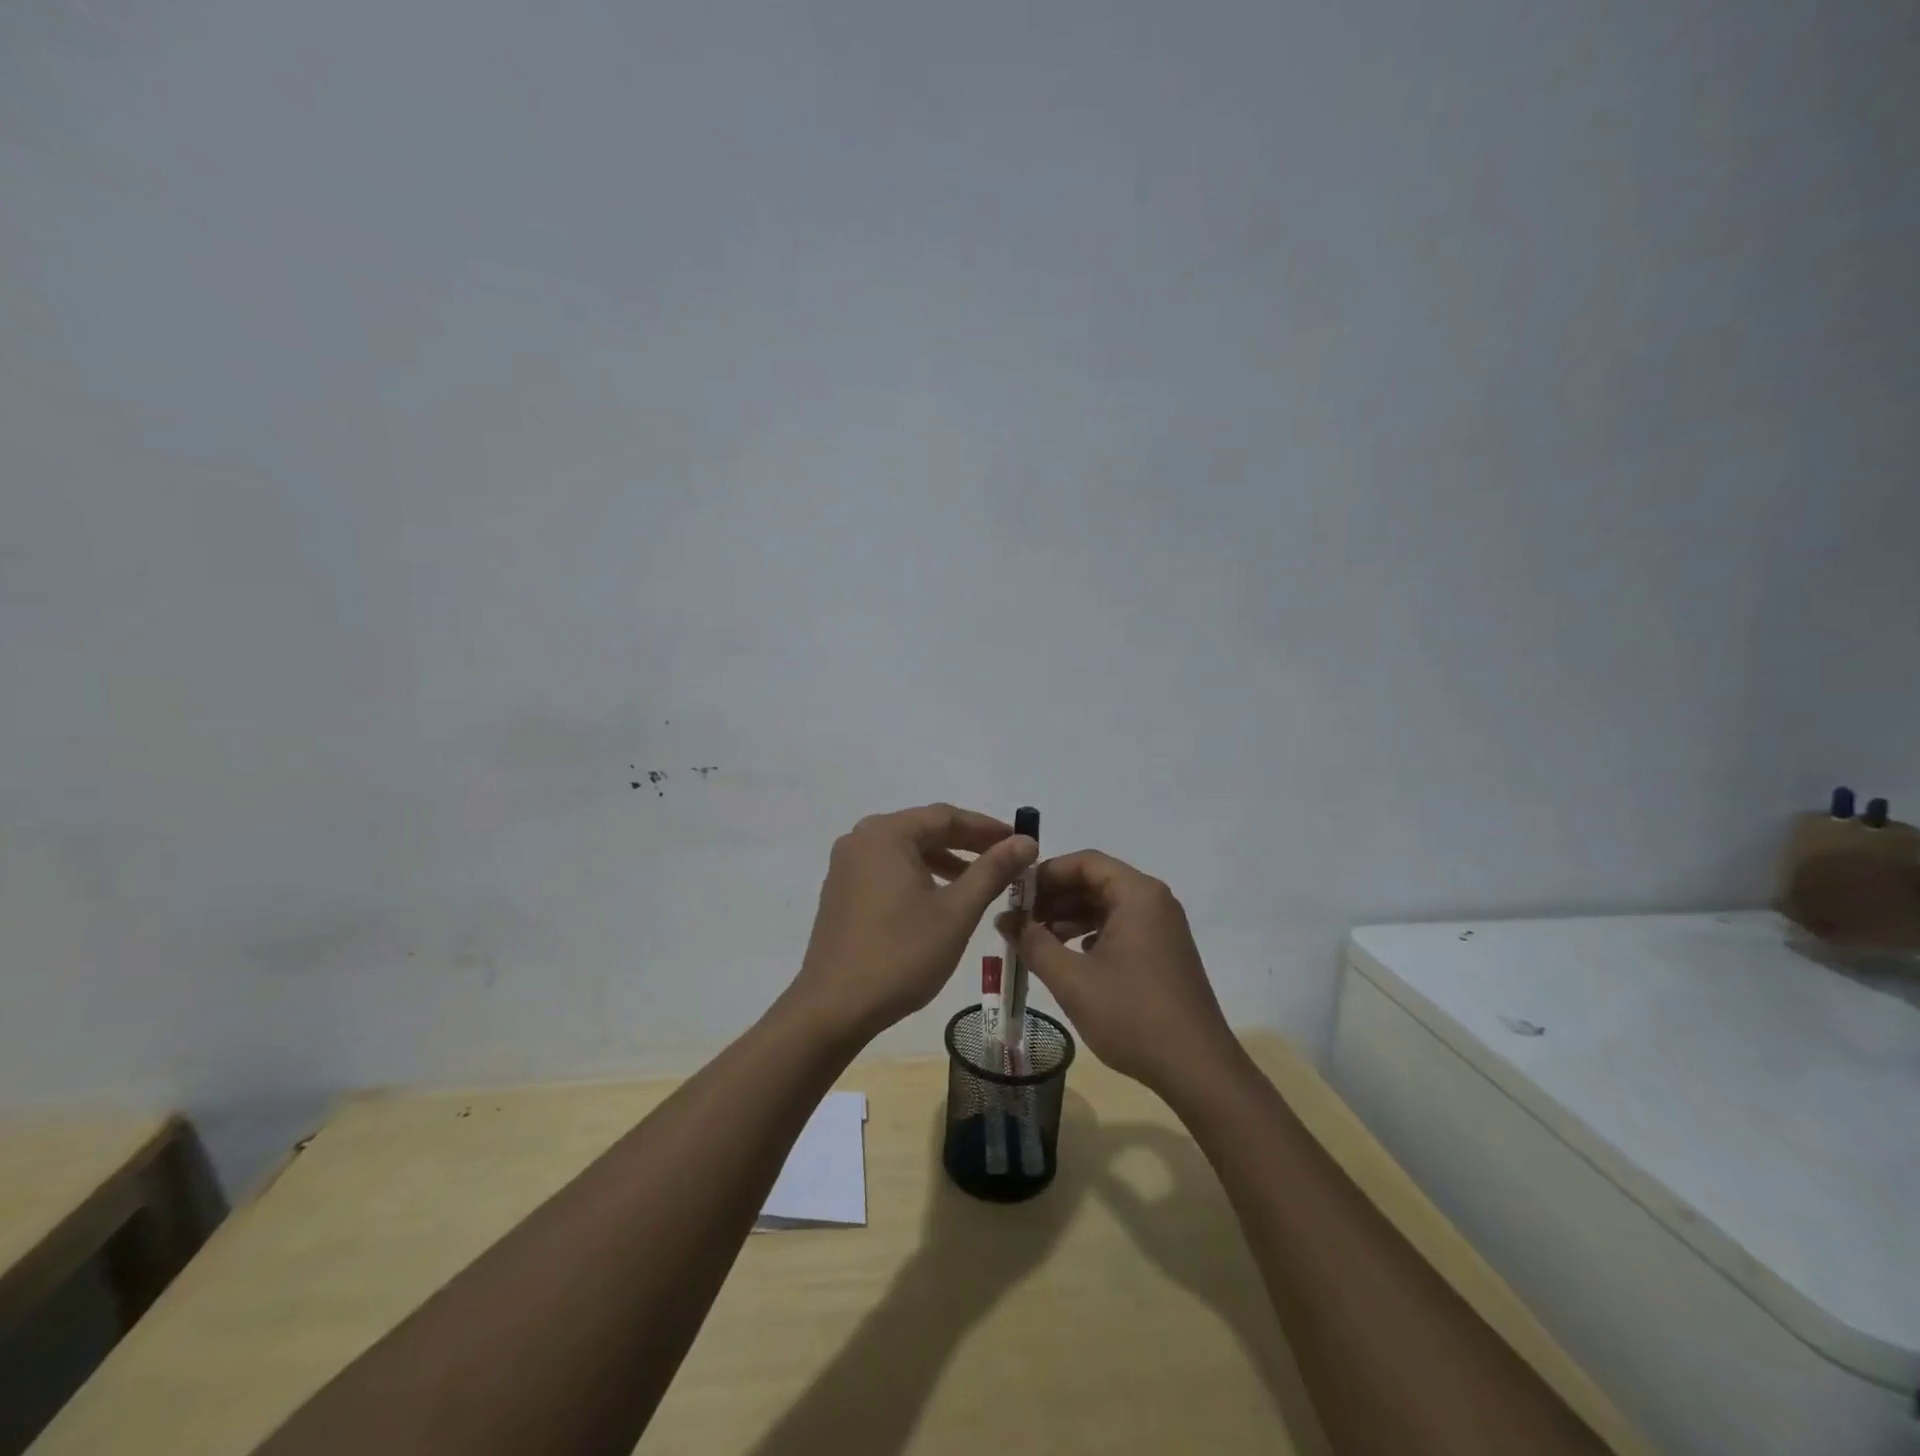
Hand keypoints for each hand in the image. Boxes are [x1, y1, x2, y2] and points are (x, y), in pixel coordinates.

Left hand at [786, 804, 1037, 1047]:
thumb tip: (1026, 841)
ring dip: (944, 862)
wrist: (834, 1009)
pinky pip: (888, 871)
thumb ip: (993, 870)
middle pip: (924, 831)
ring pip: (906, 852)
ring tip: (979, 882)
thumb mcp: (956, 911)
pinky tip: (940, 900)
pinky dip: (919, 877)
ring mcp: (846, 866)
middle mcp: (861, 839)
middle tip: (1006, 861)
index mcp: (886, 834)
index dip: (987, 828)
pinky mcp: (841, 892)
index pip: (946, 817)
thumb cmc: (900, 955)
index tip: (1021, 841)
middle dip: (967, 845)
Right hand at [1002, 850, 1235, 1098]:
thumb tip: (1005, 920)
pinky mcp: (1163, 952)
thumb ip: (1033, 943)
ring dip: (1069, 918)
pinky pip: (1120, 927)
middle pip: (1095, 881)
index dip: (1046, 873)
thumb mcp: (1072, 979)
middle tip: (1018, 919)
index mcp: (1137, 895)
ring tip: (1035, 940)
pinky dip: (1090, 934)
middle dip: (1054, 897)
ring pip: (1106, 906)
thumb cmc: (1132, 1016)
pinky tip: (1068, 957)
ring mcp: (1162, 928)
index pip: (1084, 862)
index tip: (1014, 894)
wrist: (1197, 1070)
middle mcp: (1154, 901)